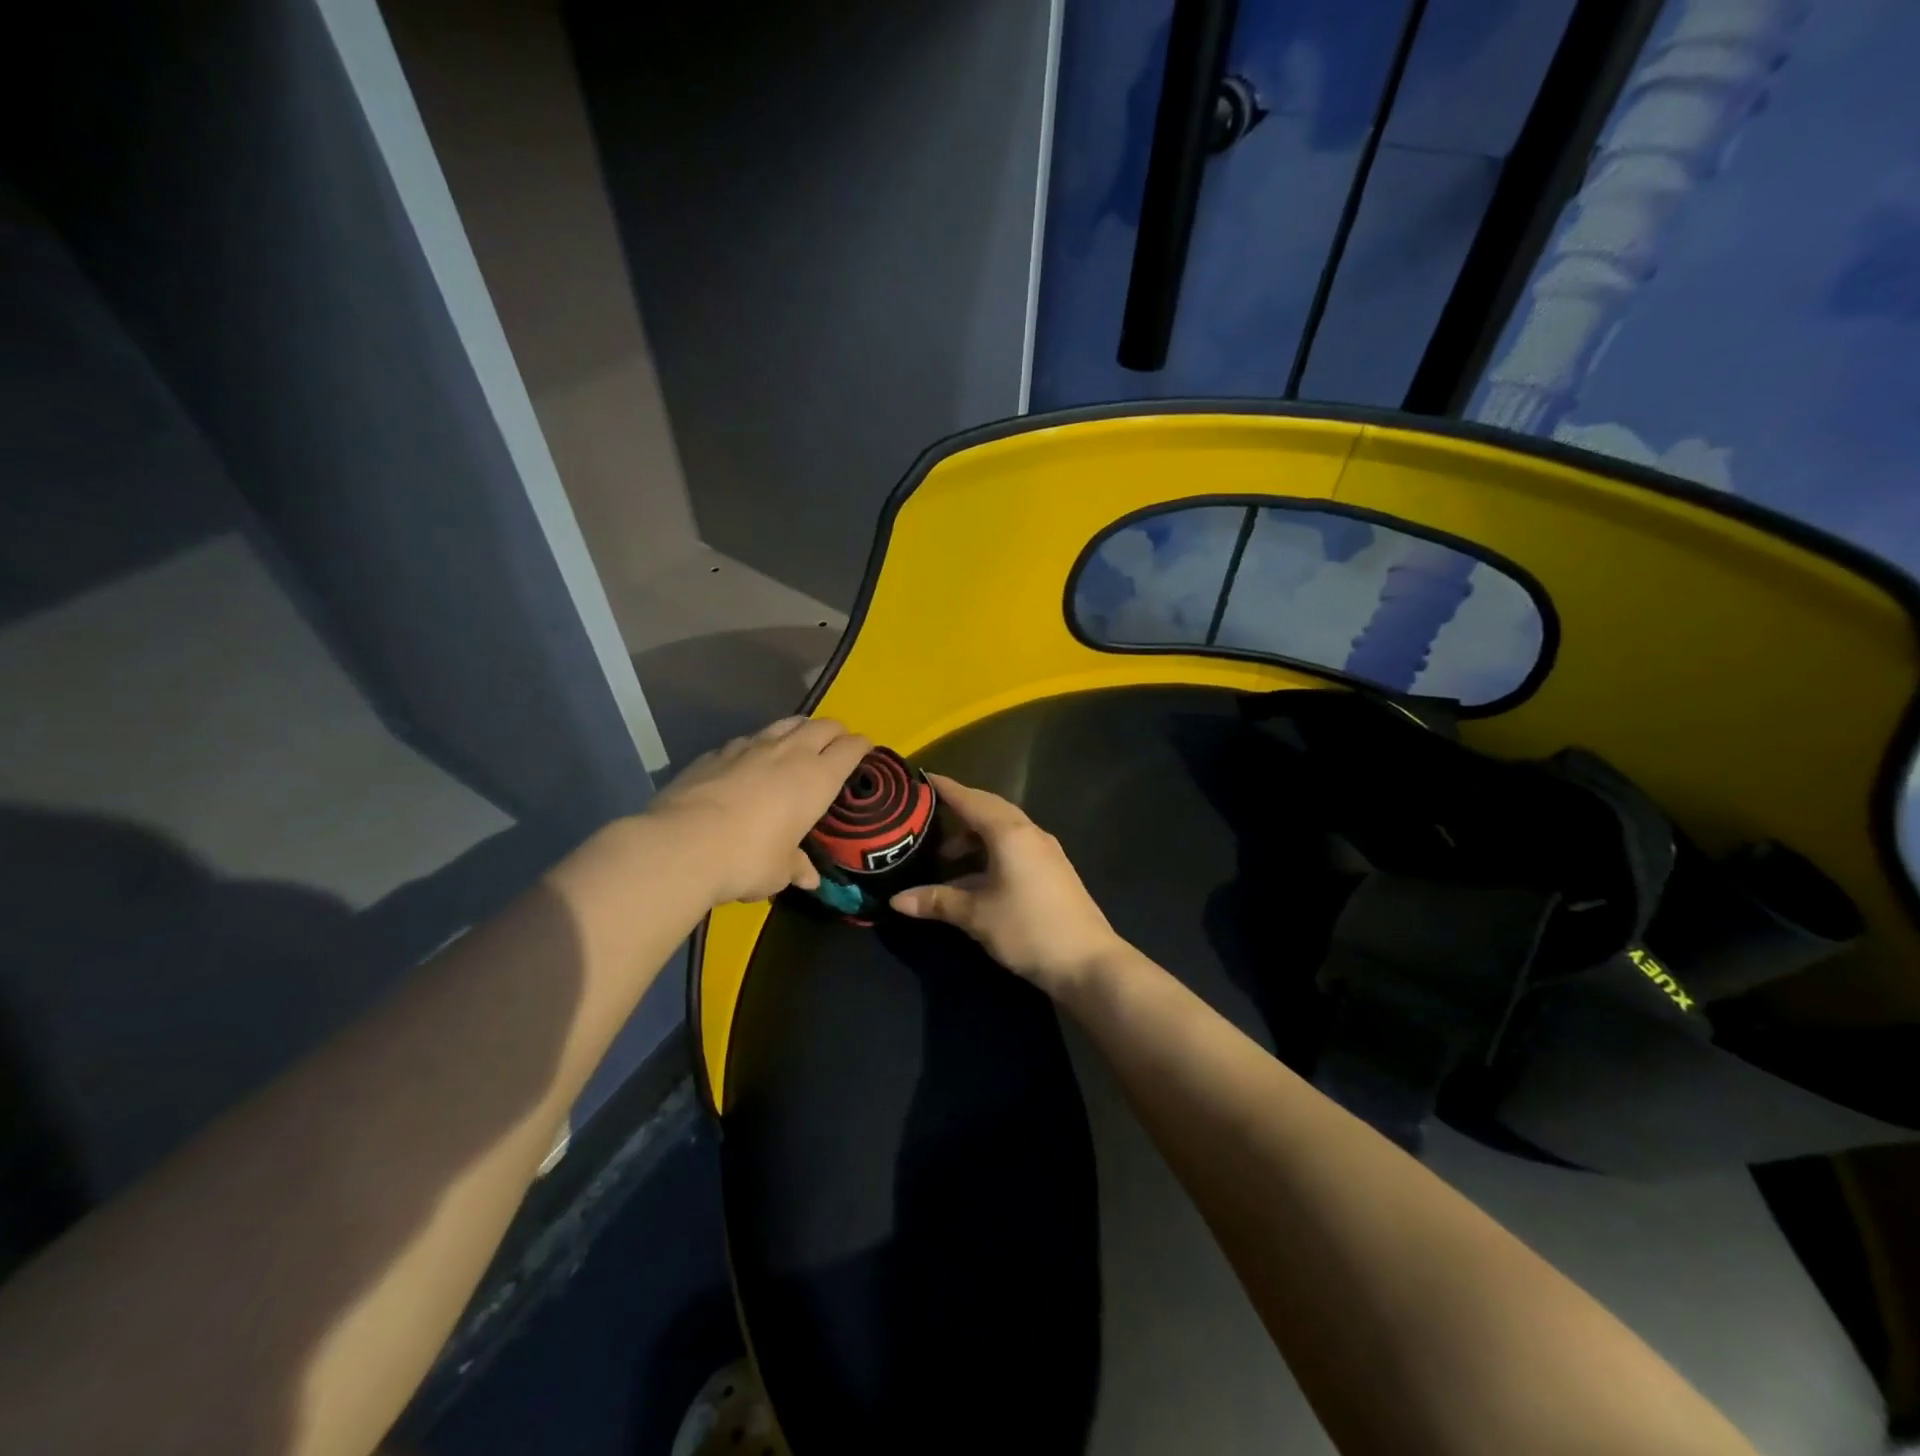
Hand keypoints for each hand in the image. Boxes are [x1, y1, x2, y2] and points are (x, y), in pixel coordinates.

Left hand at [646, 717, 870, 903]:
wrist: (683, 844)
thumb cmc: (748, 859)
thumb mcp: (779, 871)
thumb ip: (796, 867)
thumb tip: (808, 878)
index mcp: (817, 778)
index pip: (851, 748)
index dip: (862, 747)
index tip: (866, 751)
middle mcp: (789, 753)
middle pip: (823, 725)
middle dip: (836, 731)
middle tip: (838, 744)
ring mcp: (751, 746)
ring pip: (786, 723)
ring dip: (800, 729)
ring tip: (800, 741)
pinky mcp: (717, 751)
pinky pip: (749, 739)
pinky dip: (759, 745)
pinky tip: (751, 761)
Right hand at [890, 774, 1126, 996]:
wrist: (1089, 963)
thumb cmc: (1029, 930)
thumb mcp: (977, 915)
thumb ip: (937, 902)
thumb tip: (896, 900)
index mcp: (1009, 833)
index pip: (970, 800)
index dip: (945, 788)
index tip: (921, 778)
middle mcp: (1029, 833)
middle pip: (989, 809)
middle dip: (959, 810)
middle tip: (927, 816)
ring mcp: (1045, 852)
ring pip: (1003, 831)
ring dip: (974, 838)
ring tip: (945, 857)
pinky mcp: (1052, 870)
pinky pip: (1014, 847)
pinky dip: (990, 852)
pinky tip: (975, 877)